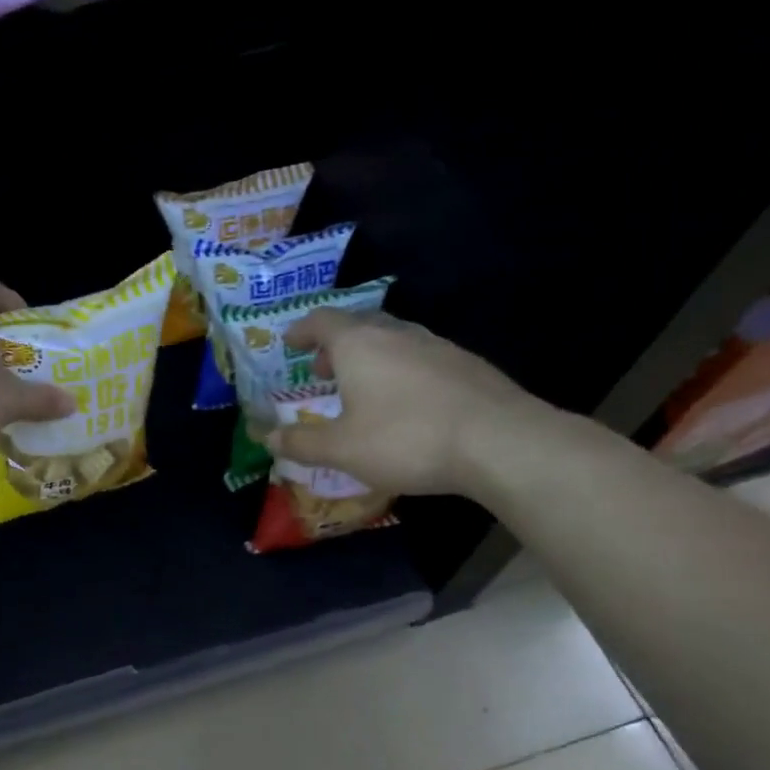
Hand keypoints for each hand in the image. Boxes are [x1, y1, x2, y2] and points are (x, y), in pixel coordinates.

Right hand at [265, 309, 558, 496]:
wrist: (501, 442)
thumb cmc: (406, 439)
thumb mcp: (342, 449)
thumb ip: (302, 442)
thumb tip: (269, 437)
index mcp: (359, 343)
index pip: (321, 320)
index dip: (302, 330)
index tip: (290, 343)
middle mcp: (396, 333)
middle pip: (358, 324)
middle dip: (335, 345)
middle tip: (323, 370)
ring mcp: (437, 346)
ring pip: (393, 340)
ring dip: (370, 358)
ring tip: (363, 389)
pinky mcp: (467, 365)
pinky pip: (421, 358)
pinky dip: (401, 371)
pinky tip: (408, 403)